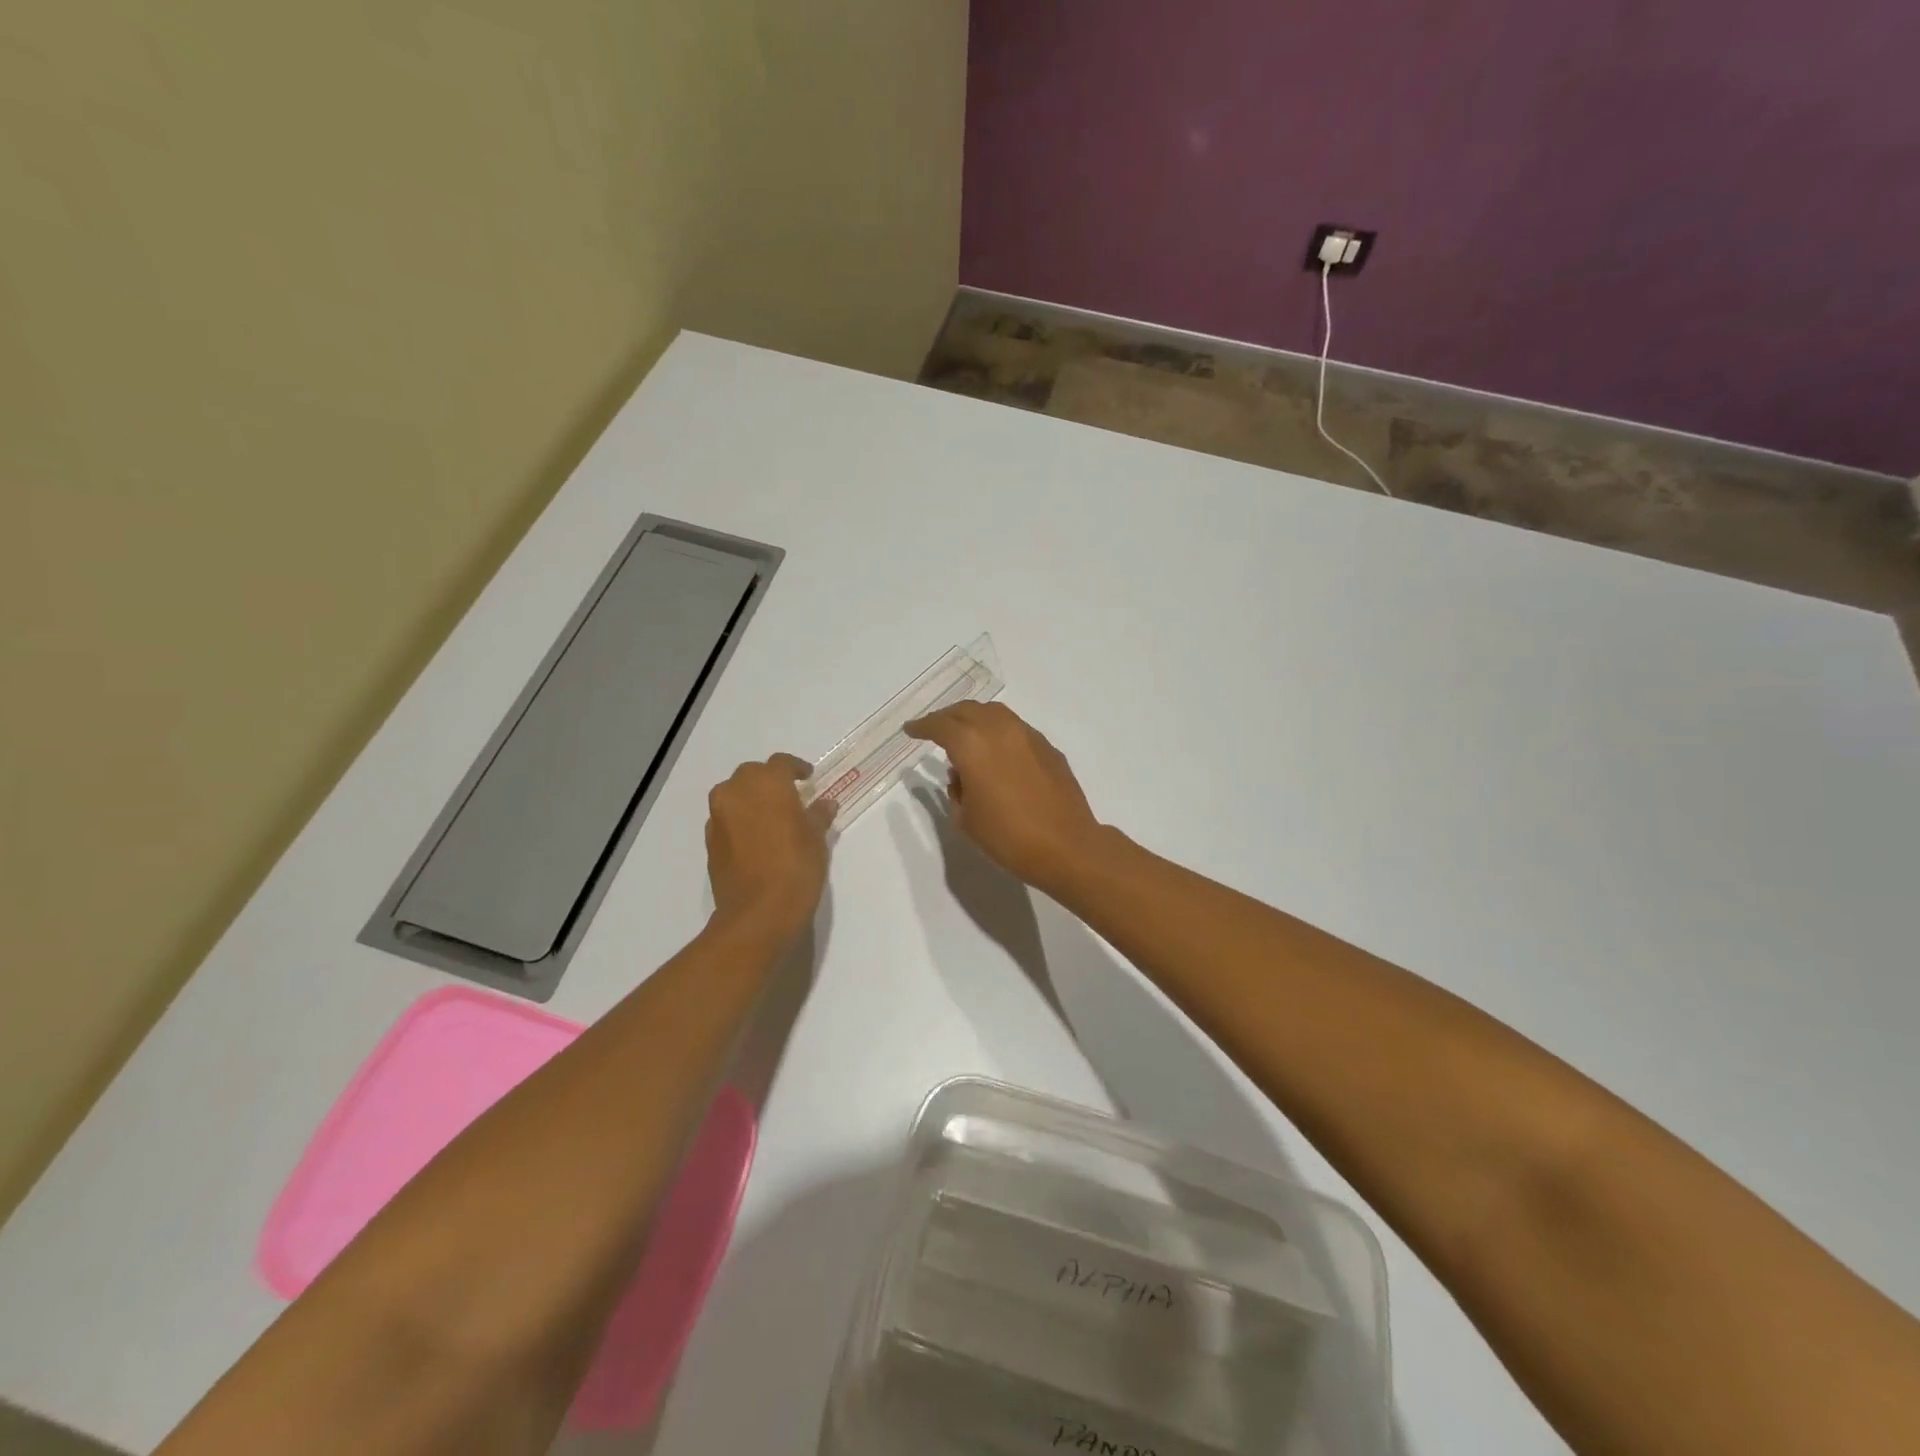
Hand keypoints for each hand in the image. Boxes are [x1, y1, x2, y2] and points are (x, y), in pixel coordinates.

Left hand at [705, 754, 835, 939]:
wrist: (757, 914)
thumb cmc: (795, 869)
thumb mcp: (816, 840)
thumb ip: (818, 816)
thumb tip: (825, 803)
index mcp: (767, 783)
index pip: (781, 763)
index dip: (796, 768)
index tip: (808, 778)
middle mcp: (737, 792)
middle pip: (752, 774)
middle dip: (769, 780)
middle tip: (789, 797)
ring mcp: (719, 816)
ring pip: (733, 794)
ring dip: (751, 798)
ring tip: (771, 817)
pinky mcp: (709, 841)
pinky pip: (726, 818)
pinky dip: (739, 819)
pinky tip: (756, 838)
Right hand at [905, 702, 1105, 893]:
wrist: (1066, 846)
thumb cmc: (1008, 837)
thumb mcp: (966, 819)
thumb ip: (956, 789)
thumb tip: (962, 774)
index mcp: (972, 745)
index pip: (940, 725)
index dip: (922, 726)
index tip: (910, 730)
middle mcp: (1000, 730)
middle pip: (967, 710)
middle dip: (947, 717)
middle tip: (934, 730)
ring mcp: (1028, 735)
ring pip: (994, 714)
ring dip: (974, 720)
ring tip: (965, 739)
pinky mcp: (1048, 748)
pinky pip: (1016, 730)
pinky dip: (999, 734)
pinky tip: (997, 755)